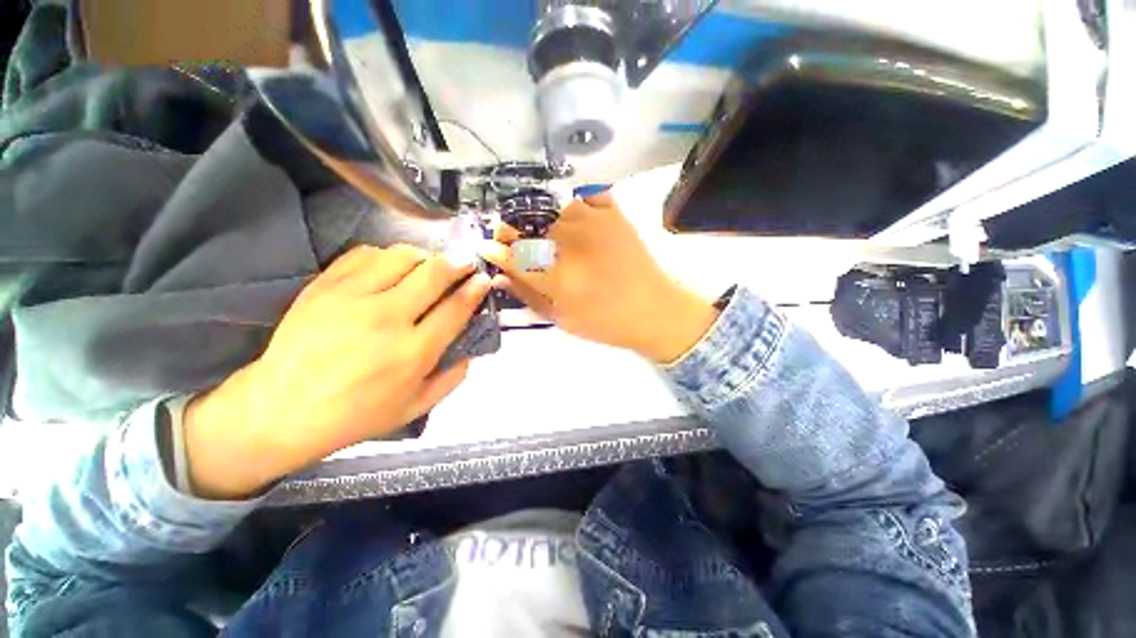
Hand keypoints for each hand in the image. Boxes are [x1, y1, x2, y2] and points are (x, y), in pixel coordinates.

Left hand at [184, 245, 489, 499]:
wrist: (281, 409)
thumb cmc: (355, 414)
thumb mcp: (415, 408)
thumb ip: (452, 379)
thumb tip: (471, 351)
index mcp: (414, 352)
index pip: (456, 307)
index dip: (475, 289)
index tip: (483, 279)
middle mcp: (388, 318)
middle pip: (434, 273)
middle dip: (458, 263)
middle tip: (465, 263)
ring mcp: (353, 298)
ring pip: (402, 256)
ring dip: (424, 256)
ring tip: (427, 265)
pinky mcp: (325, 287)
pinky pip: (364, 254)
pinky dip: (386, 255)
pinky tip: (390, 266)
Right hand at [478, 192, 717, 363]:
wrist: (655, 309)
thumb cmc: (606, 322)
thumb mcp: (562, 319)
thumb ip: (528, 295)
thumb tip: (499, 276)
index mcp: (558, 275)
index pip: (513, 254)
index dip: (497, 250)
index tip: (489, 247)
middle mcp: (571, 241)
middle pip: (529, 227)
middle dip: (520, 236)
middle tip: (529, 250)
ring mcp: (594, 221)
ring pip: (554, 211)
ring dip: (549, 224)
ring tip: (561, 242)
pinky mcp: (613, 213)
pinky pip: (584, 196)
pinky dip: (577, 206)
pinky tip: (580, 223)